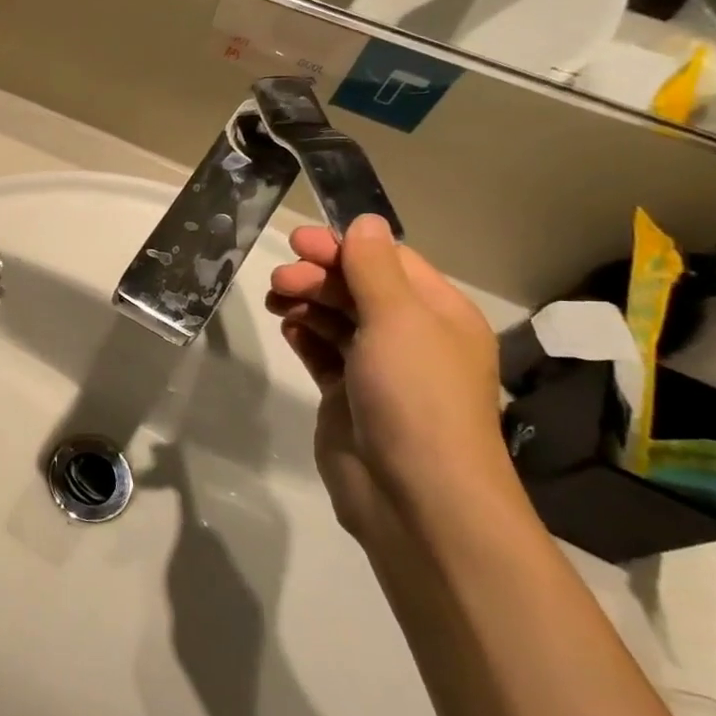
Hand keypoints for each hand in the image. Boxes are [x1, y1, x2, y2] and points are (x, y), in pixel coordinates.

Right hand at [265, 215, 512, 539]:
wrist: (413, 493)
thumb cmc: (414, 395)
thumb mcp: (398, 319)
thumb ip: (374, 268)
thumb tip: (365, 221)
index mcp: (438, 314)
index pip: (389, 262)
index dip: (344, 248)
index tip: (298, 243)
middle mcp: (411, 337)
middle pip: (359, 289)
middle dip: (319, 277)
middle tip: (280, 280)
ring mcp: (378, 370)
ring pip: (337, 320)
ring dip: (307, 304)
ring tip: (276, 302)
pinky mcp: (348, 398)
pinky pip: (323, 354)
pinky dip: (305, 337)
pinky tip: (287, 329)